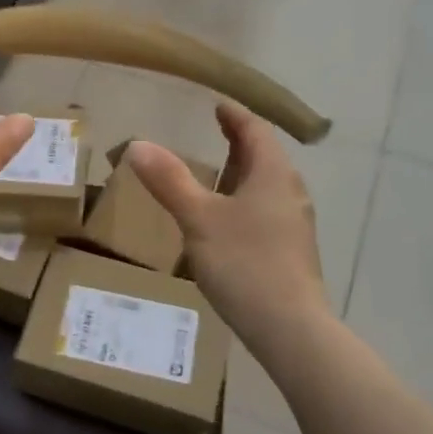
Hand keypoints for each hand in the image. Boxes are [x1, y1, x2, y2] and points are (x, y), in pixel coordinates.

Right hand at [123, 103, 327, 345]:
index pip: (256, 132)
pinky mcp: (291, 251)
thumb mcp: (198, 219)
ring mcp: (294, 224)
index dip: (236, 116)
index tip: (218, 106)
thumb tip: (138, 144)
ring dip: (243, 175)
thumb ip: (169, 181)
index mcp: (273, 175)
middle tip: (216, 134)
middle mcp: (290, 193)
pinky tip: (227, 222)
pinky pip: (266, 211)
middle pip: (265, 157)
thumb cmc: (244, 263)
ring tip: (216, 176)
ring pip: (267, 186)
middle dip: (240, 144)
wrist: (289, 327)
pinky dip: (245, 202)